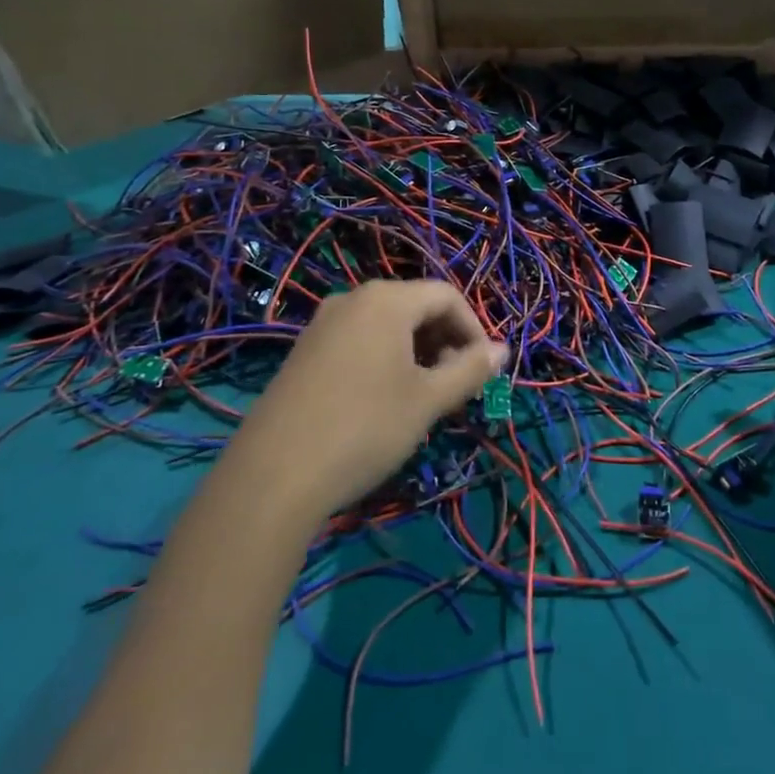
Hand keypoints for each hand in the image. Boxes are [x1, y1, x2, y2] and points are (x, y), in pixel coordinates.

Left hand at [230, 280, 505, 521]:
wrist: (272, 477)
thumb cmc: (365, 428)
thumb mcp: (428, 400)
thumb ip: (470, 370)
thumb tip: (503, 350)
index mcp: (386, 300)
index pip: (446, 296)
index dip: (474, 329)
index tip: (483, 370)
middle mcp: (352, 300)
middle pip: (415, 306)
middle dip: (445, 341)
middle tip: (456, 385)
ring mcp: (322, 325)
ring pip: (387, 326)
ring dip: (417, 352)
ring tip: (424, 397)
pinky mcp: (303, 353)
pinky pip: (359, 341)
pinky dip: (385, 360)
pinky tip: (384, 401)